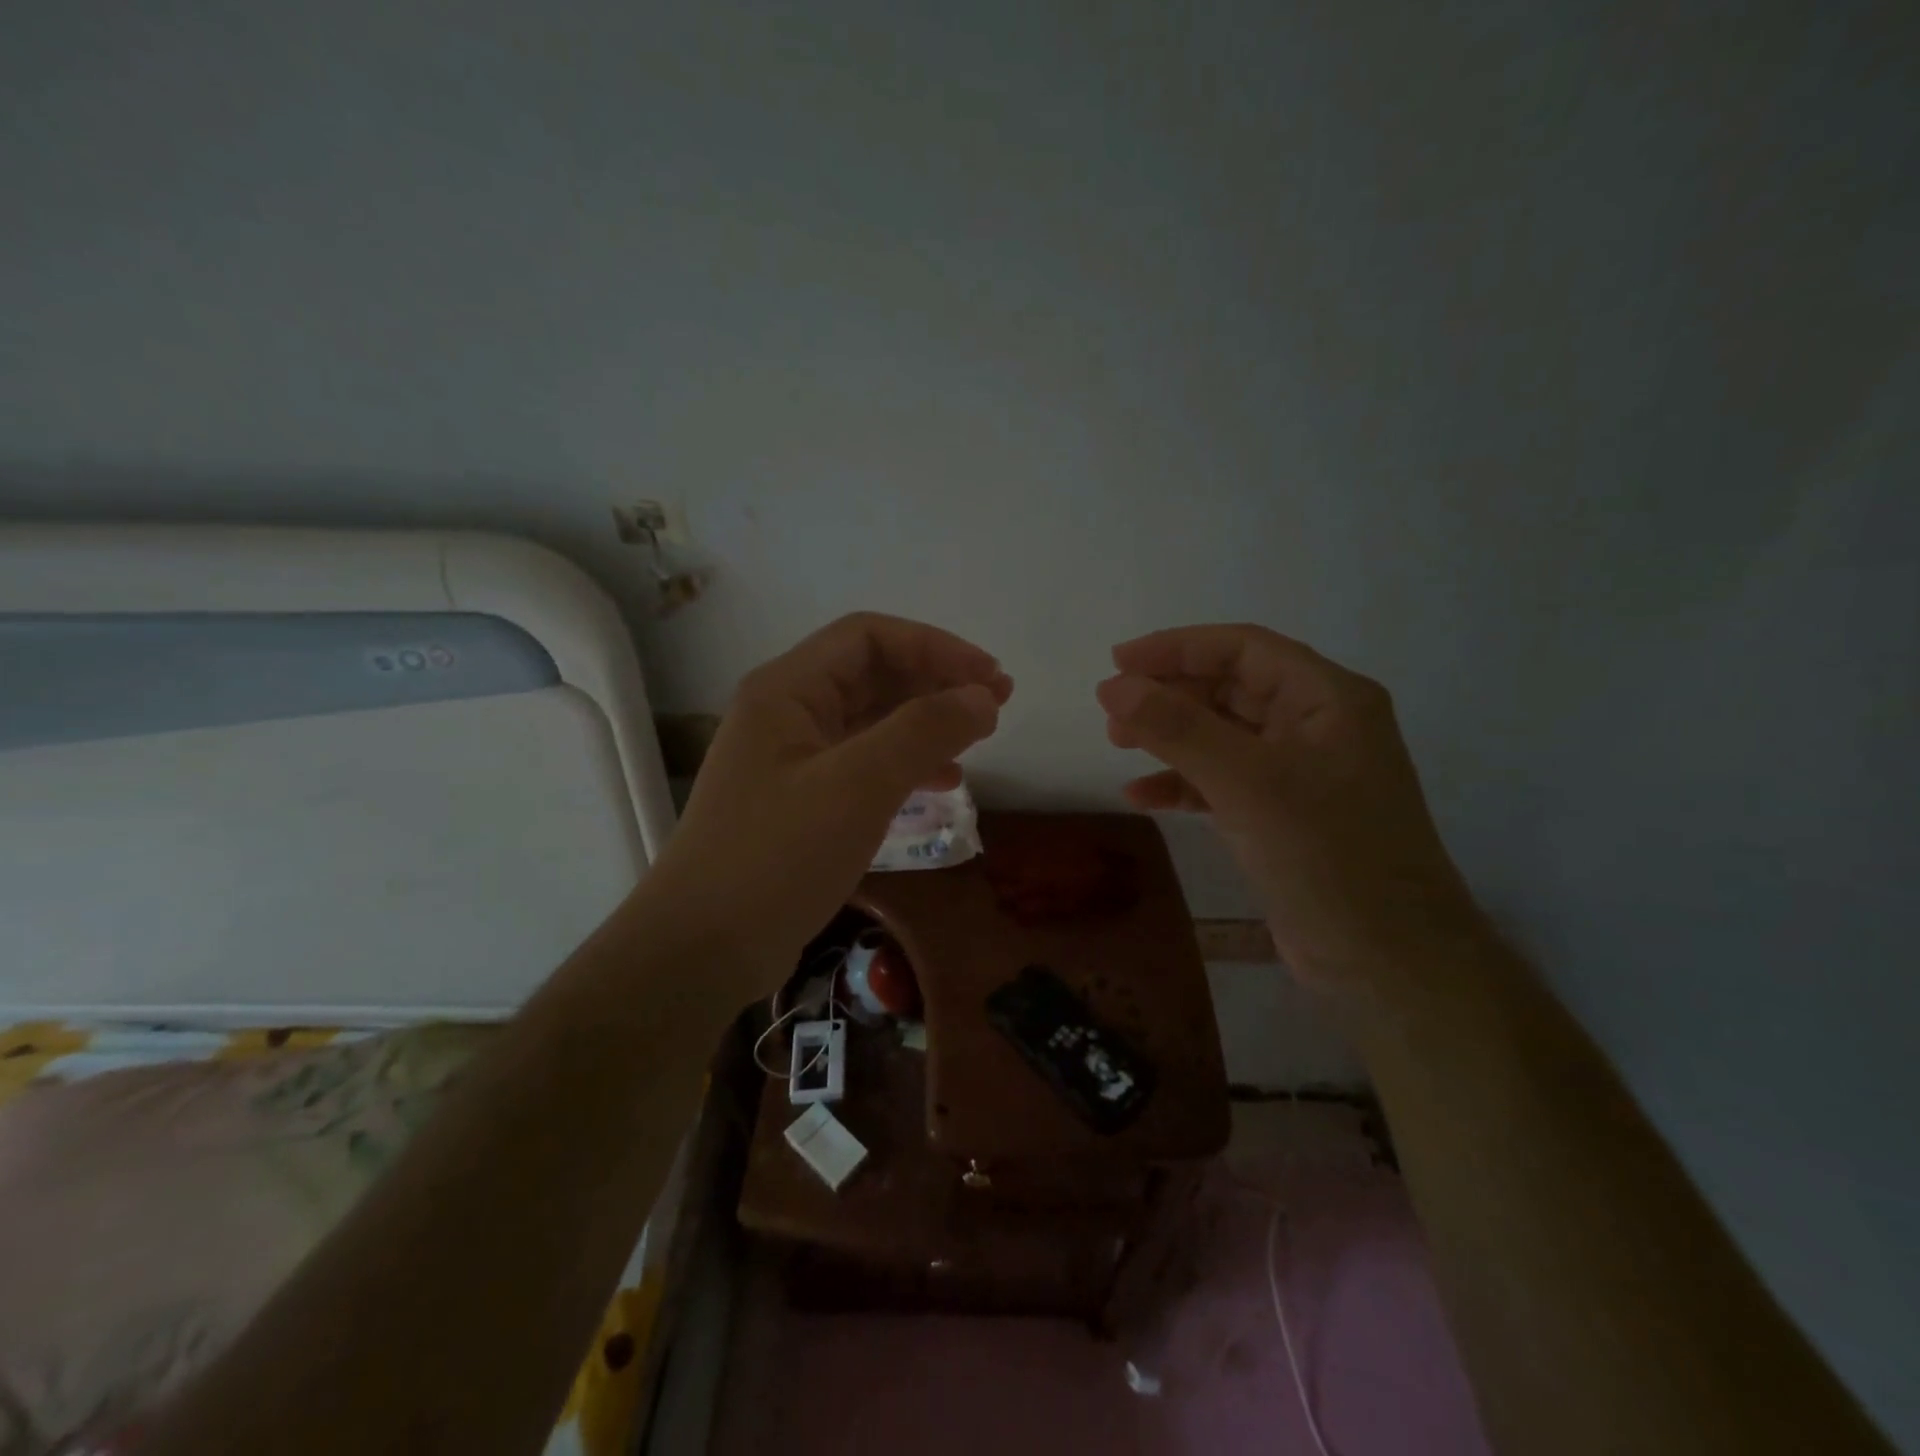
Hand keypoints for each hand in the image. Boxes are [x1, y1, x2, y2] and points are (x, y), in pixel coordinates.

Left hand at [649, 613, 1011, 1001]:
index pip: (869, 637)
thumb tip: (982, 696)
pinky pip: (862, 764)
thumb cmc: (778, 856)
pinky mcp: (800, 801)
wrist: (702, 948)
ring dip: (925, 723)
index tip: (989, 678)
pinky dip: (905, 765)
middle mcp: (786, 713)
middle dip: (936, 682)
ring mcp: (791, 759)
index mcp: (787, 690)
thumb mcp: (858, 786)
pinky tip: (941, 784)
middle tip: (997, 703)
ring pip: (870, 721)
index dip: (935, 647)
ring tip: (979, 739)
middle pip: (871, 674)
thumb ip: (924, 731)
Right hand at [1096, 624, 1480, 989]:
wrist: (1388, 964)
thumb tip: (1112, 686)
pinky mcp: (1283, 817)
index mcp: (1327, 699)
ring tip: (1119, 747)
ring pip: (1222, 736)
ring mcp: (1300, 774)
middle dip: (1169, 696)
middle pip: (1230, 688)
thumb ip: (1178, 729)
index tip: (1117, 662)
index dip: (1177, 647)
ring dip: (1170, 738)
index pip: (1243, 648)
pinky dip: (1183, 784)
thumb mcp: (1248, 783)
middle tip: (1113, 715)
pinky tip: (1142, 797)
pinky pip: (1223, 782)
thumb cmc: (1328, 856)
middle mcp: (1317, 726)